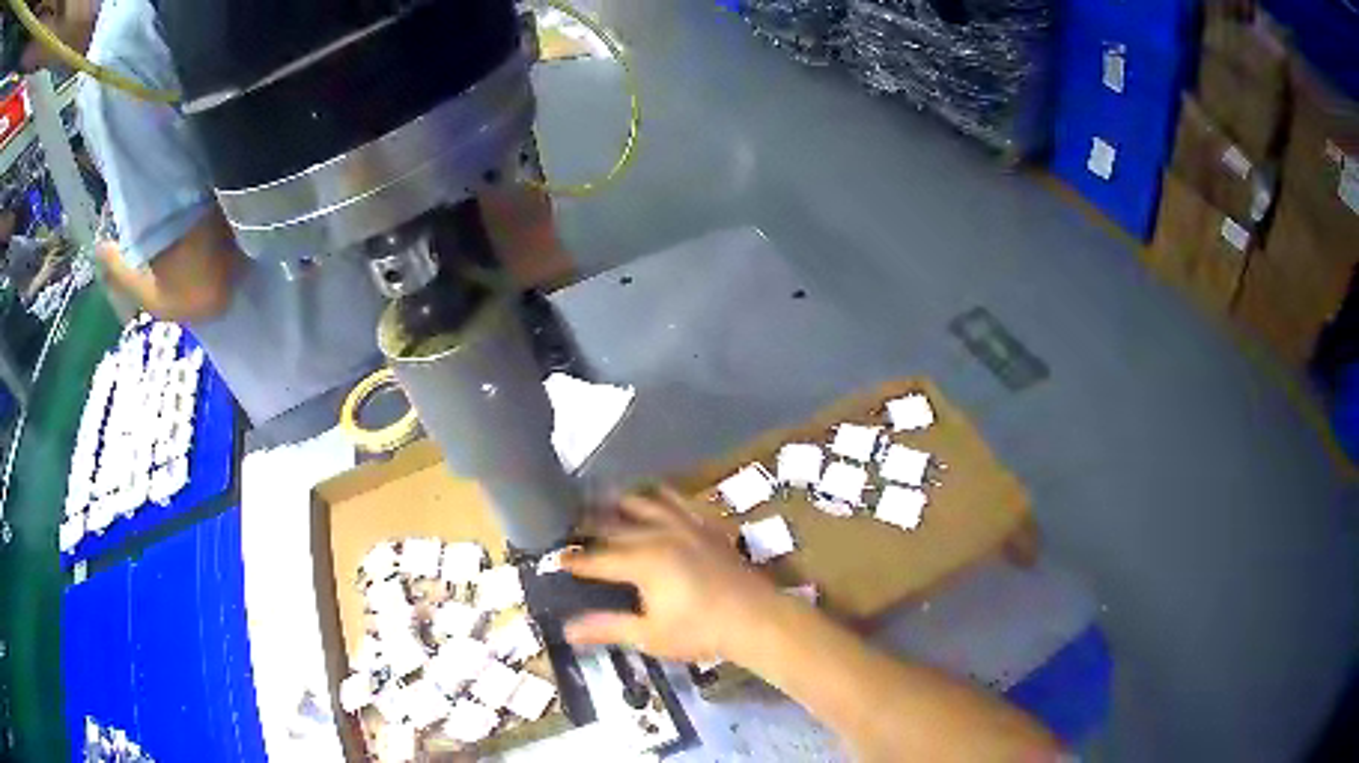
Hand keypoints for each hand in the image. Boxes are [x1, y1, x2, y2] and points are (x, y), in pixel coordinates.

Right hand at [562, 486, 780, 662]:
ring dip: (618, 503)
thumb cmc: (701, 632)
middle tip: (567, 525)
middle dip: (587, 526)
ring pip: (643, 504)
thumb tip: (567, 628)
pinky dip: (659, 495)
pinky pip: (678, 500)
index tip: (554, 558)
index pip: (597, 559)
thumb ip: (607, 627)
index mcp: (642, 563)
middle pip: (614, 525)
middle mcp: (659, 535)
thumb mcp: (650, 635)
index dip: (574, 560)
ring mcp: (685, 526)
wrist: (757, 619)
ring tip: (599, 500)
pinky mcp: (705, 525)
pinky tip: (652, 494)